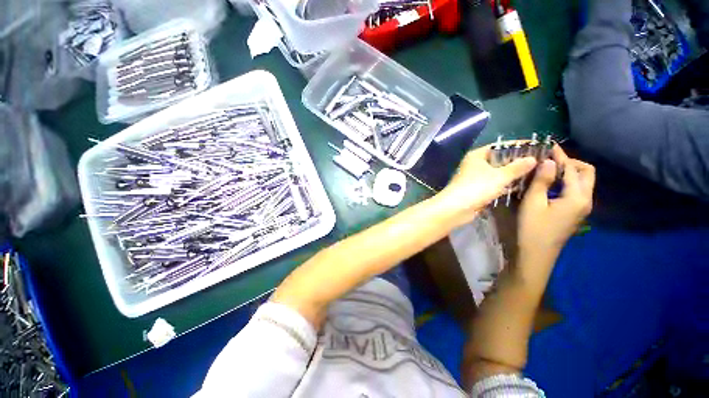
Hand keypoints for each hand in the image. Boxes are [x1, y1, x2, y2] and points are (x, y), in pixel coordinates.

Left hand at [437, 144, 536, 222]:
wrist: (456, 208)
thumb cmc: (476, 187)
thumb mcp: (500, 176)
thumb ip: (517, 167)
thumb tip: (532, 159)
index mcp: (477, 155)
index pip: (500, 146)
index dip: (518, 146)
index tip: (537, 147)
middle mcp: (475, 164)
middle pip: (499, 160)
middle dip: (517, 162)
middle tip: (540, 163)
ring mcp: (475, 178)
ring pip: (497, 173)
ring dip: (512, 175)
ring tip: (535, 174)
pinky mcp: (476, 190)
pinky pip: (494, 184)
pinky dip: (505, 185)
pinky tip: (520, 186)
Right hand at [518, 145, 594, 256]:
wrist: (536, 254)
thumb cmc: (532, 228)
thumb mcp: (533, 203)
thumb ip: (541, 180)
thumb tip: (548, 161)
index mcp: (577, 197)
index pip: (572, 169)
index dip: (560, 156)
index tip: (548, 146)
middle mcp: (585, 200)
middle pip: (586, 173)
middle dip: (570, 162)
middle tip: (549, 160)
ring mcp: (582, 207)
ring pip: (582, 182)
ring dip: (568, 171)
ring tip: (547, 169)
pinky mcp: (575, 212)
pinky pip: (576, 190)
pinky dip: (565, 182)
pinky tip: (549, 184)